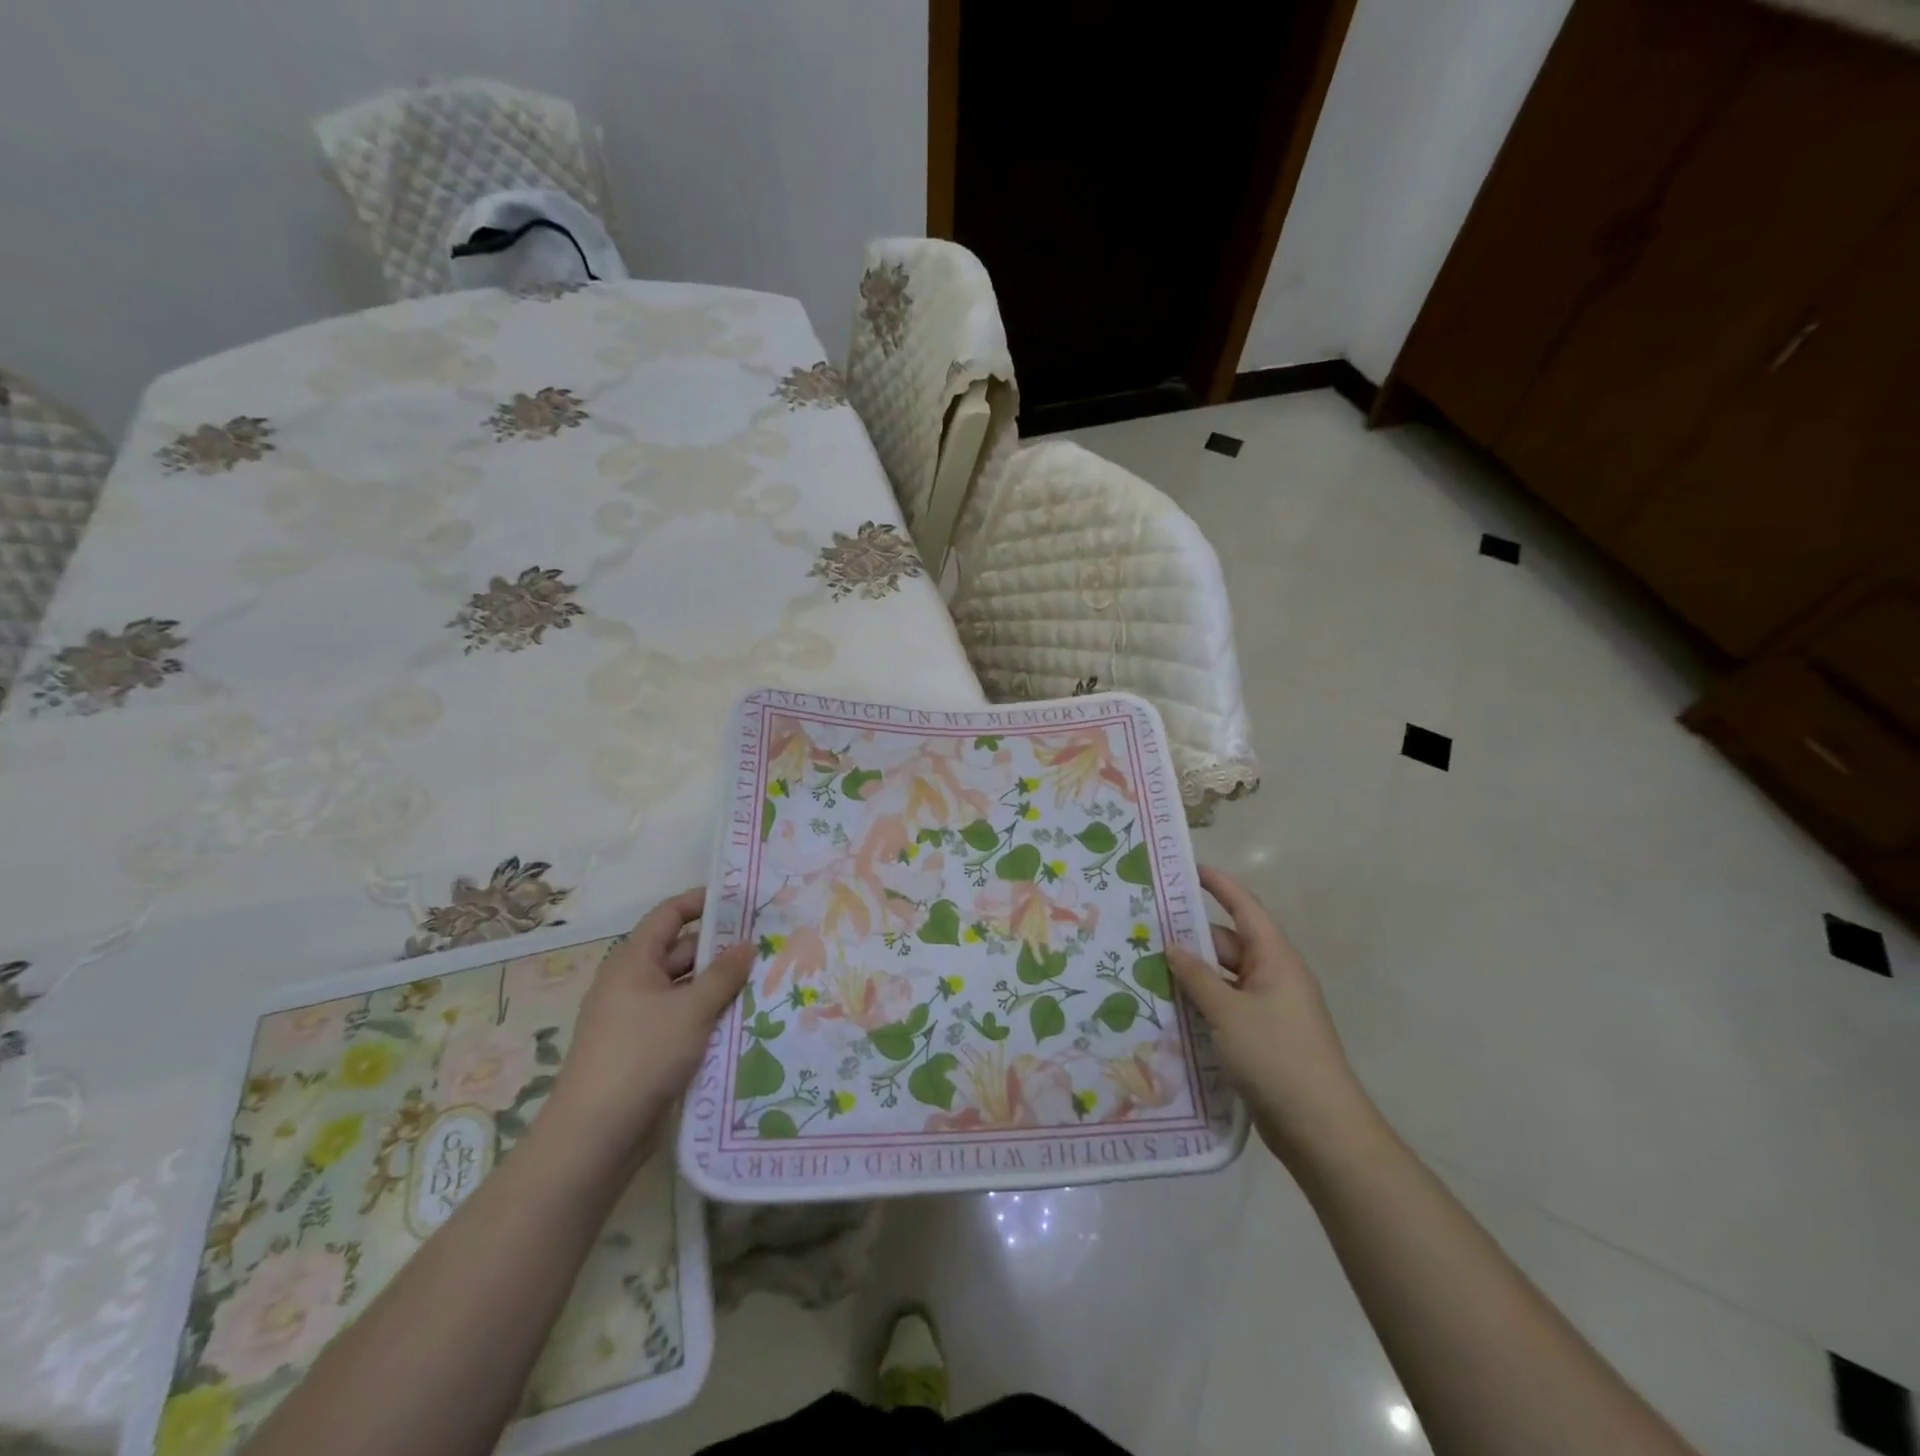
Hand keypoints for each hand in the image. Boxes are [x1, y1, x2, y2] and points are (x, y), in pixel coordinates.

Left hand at [544, 888, 753, 1167]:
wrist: (596, 1135)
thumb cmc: (642, 1055)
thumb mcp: (691, 1010)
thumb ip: (723, 974)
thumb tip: (747, 944)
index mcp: (633, 961)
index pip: (669, 915)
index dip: (701, 902)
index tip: (740, 900)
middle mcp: (633, 983)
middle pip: (681, 951)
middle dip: (721, 949)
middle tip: (766, 945)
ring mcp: (638, 1018)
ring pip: (685, 989)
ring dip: (719, 985)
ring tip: (764, 981)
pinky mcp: (646, 1049)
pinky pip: (683, 1019)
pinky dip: (708, 1015)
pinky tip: (742, 1020)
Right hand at [1168, 865, 1370, 1165]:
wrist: (1321, 1129)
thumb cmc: (1276, 1057)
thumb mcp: (1228, 1013)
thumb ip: (1197, 977)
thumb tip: (1172, 946)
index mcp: (1275, 959)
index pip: (1245, 908)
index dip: (1218, 885)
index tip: (1188, 868)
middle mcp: (1274, 977)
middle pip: (1228, 944)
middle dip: (1191, 936)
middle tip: (1147, 929)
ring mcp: (1269, 1009)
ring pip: (1224, 978)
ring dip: (1192, 974)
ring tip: (1147, 967)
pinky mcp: (1262, 1038)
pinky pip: (1226, 1007)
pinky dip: (1201, 1003)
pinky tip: (1169, 1009)